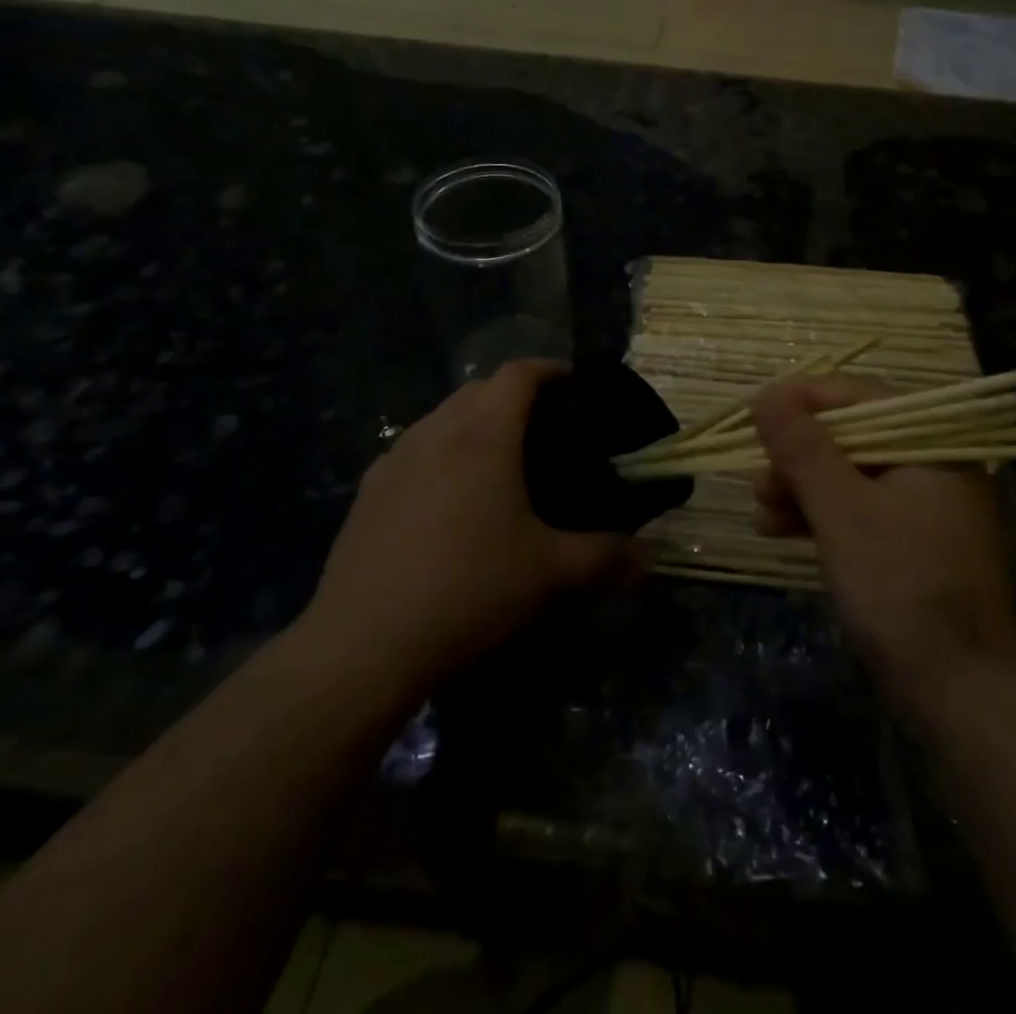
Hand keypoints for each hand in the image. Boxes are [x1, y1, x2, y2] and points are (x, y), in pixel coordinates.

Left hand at [294, 361, 639, 699]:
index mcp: (483, 435)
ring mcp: (394, 460)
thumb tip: (653, 555)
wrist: (363, 645)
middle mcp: (435, 432)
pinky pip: (414, 450)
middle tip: (548, 428)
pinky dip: (441, 452)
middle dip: (515, 395)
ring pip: (442, 417)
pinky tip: (451, 498)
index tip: (576, 387)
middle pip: (478, 389)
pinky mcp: (368, 492)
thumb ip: (608, 557)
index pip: (518, 373)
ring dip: (475, 422)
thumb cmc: (469, 590)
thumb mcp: (550, 574)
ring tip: (501, 460)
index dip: (550, 370)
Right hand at [751, 376, 1015, 721]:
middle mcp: (932, 466)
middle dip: (797, 455)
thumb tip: (765, 396)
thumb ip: (803, 449)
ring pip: (849, 478)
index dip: (802, 400)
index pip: (860, 396)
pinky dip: (819, 518)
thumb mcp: (843, 511)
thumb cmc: (901, 587)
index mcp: (930, 445)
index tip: (754, 414)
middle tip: (756, 479)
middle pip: (852, 437)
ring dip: (800, 489)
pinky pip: (857, 513)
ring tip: (760, 512)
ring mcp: (922, 509)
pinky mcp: (909, 546)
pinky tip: (778, 531)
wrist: (962, 694)